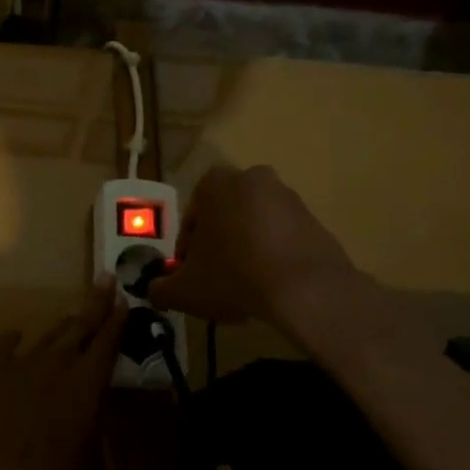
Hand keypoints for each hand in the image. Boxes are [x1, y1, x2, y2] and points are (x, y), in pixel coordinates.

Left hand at [0, 280, 124, 469]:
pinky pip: (5, 347)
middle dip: (95, 303)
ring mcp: (23, 365)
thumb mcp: (94, 458)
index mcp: (87, 382)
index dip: (117, 320)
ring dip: (63, 324)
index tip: (124, 298)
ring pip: (49, 335)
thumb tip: (94, 412)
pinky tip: (15, 333)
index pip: (107, 342)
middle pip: (80, 326)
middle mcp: (57, 363)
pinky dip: (12, 339)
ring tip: (73, 314)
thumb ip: (96, 425)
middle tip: (105, 280)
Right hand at [148, 163, 358, 325]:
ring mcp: (288, 197)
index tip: (190, 276)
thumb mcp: (184, 290)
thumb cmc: (234, 275)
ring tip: (245, 286)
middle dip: (218, 246)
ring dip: (246, 250)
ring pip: (254, 226)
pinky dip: (274, 257)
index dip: (187, 252)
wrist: (307, 289)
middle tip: (215, 279)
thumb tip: (154, 291)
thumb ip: (161, 288)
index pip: (191, 219)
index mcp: (215, 183)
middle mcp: (252, 178)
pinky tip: (271, 286)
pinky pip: (283, 238)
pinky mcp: (315, 220)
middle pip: (224, 218)